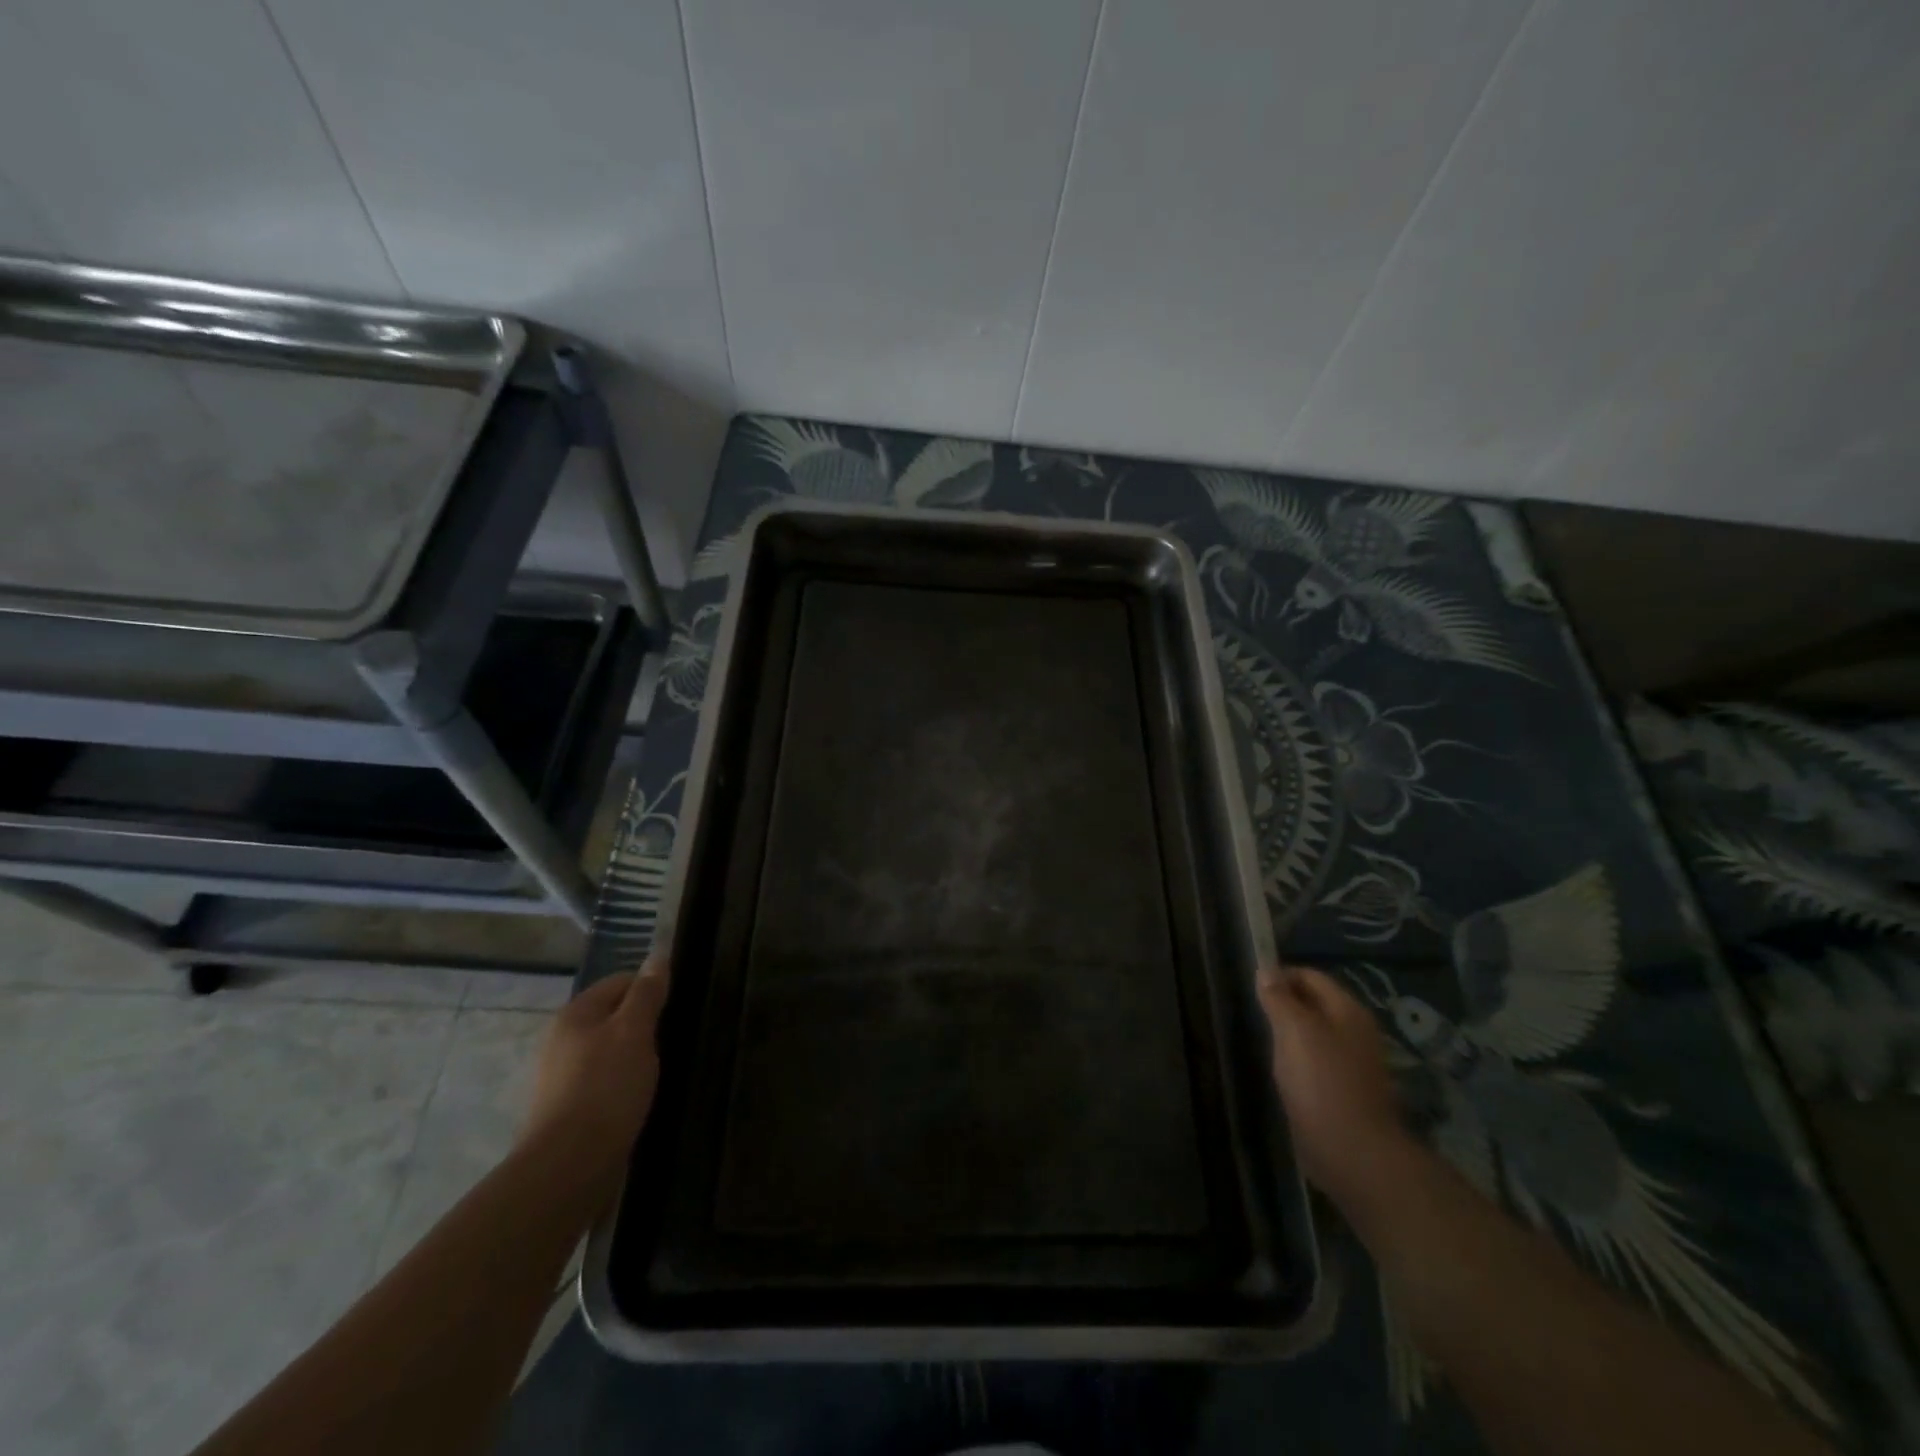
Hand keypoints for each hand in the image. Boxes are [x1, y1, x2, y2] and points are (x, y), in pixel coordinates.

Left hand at [517, 958, 668, 1199]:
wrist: (569, 1167)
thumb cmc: (606, 1087)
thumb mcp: (635, 1031)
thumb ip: (647, 994)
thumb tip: (657, 956)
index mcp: (575, 1014)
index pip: (620, 981)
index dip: (651, 989)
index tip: (676, 1008)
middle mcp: (561, 1040)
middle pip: (612, 1016)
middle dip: (643, 1025)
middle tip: (672, 1040)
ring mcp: (560, 1077)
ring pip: (608, 1051)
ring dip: (633, 1056)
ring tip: (659, 1071)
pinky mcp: (566, 1109)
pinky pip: (602, 1082)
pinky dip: (622, 1084)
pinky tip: (638, 1099)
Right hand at [1258, 965, 1415, 1209]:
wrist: (1352, 1153)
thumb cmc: (1321, 1082)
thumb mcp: (1293, 1030)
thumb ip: (1279, 997)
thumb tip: (1266, 969)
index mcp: (1348, 1010)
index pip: (1310, 976)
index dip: (1280, 976)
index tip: (1250, 987)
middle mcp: (1355, 1031)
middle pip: (1313, 1003)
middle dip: (1283, 1003)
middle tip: (1252, 1013)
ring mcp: (1352, 1063)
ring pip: (1313, 1034)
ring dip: (1288, 1032)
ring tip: (1260, 1039)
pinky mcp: (1343, 1090)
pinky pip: (1315, 1061)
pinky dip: (1296, 1058)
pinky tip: (1278, 1069)